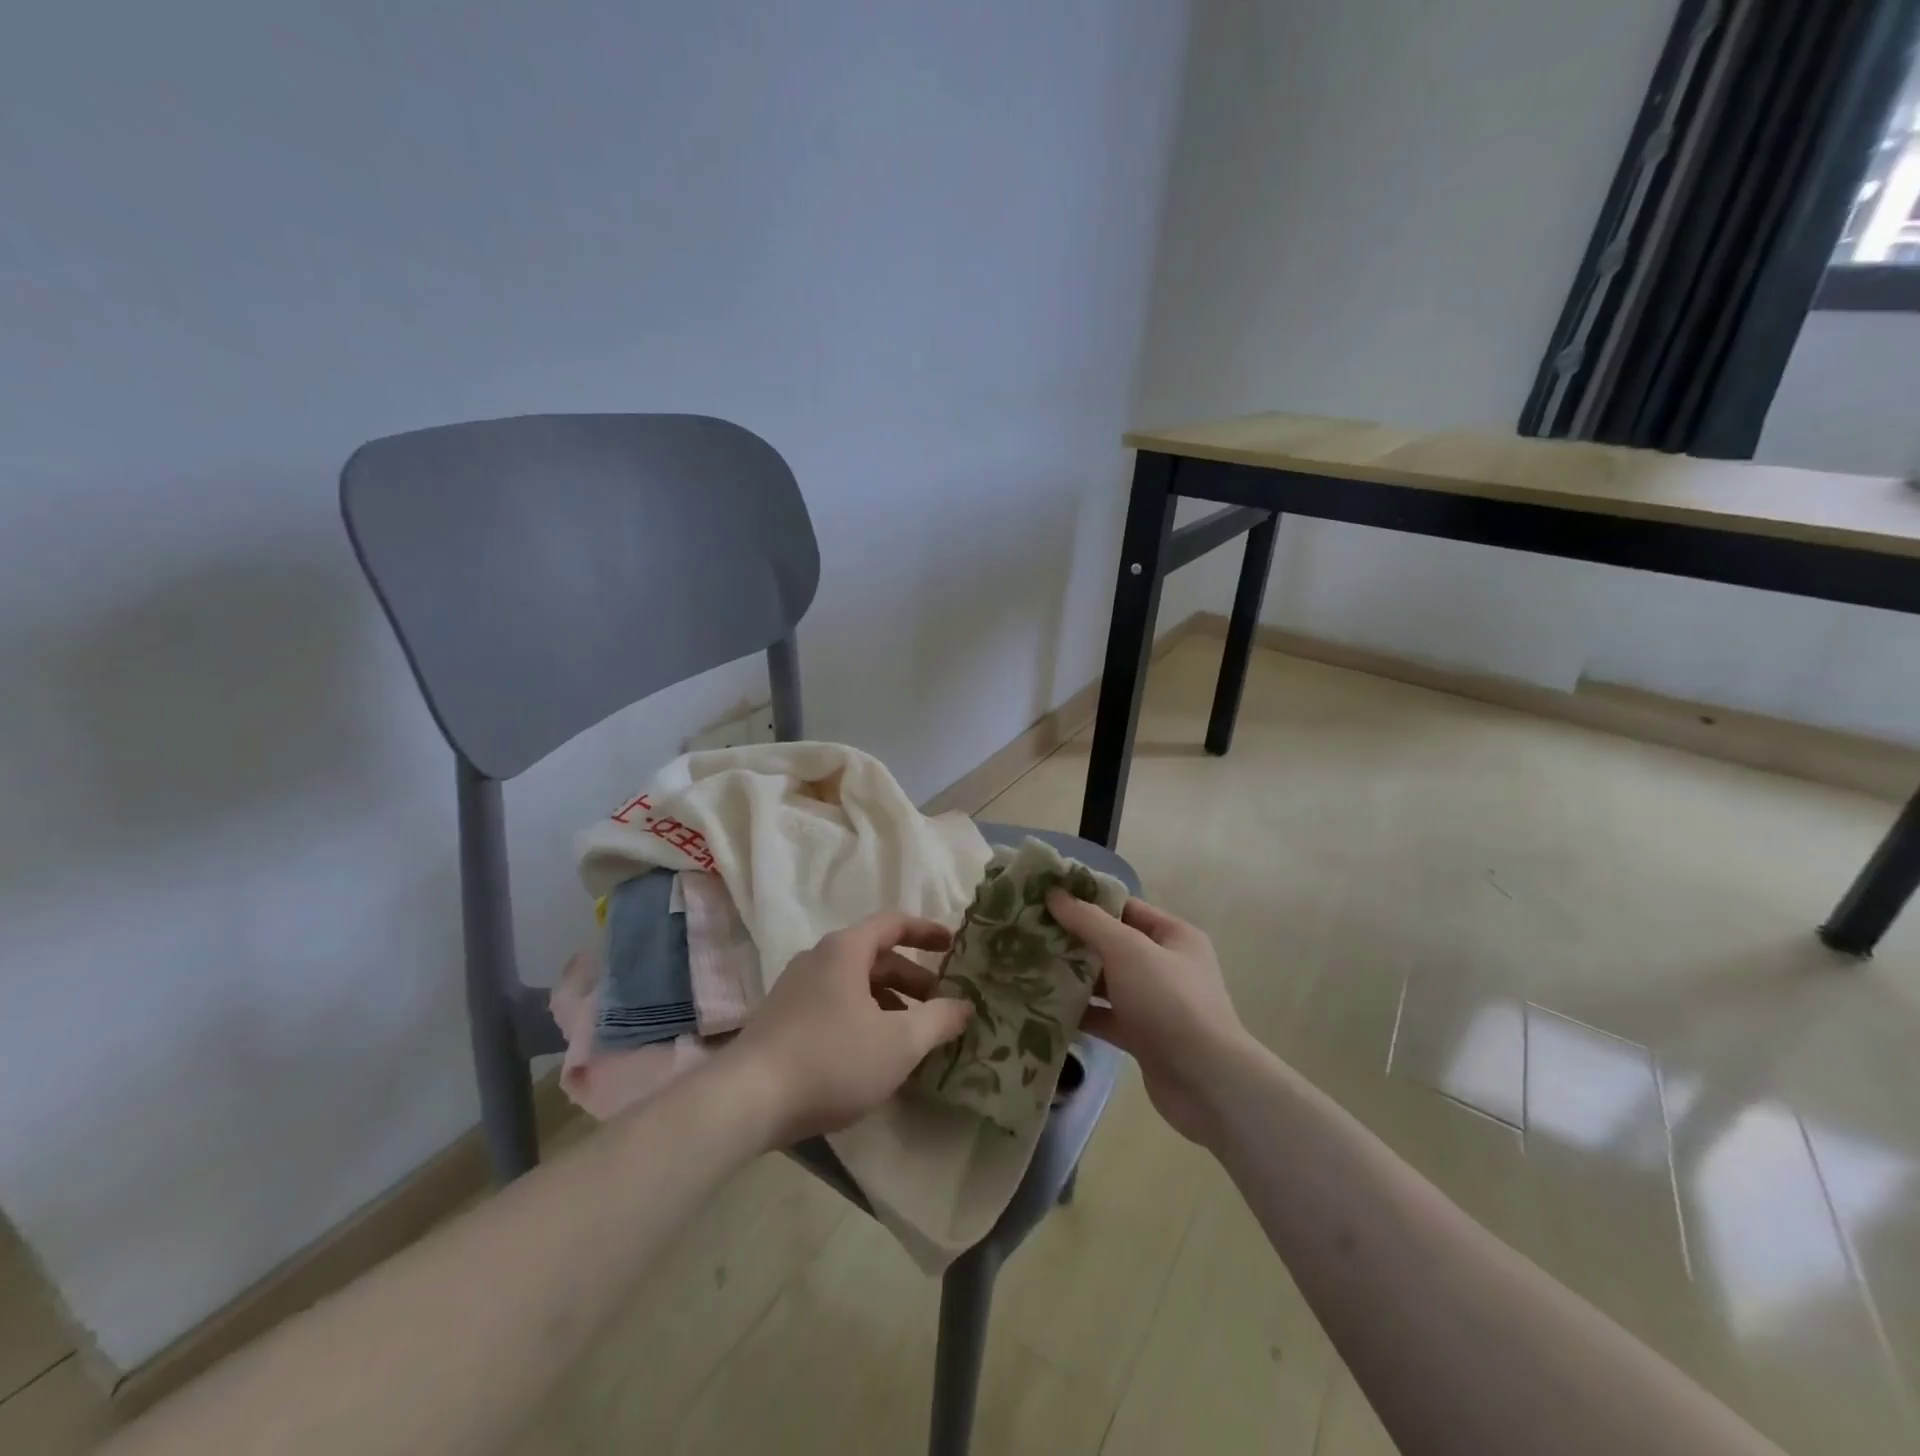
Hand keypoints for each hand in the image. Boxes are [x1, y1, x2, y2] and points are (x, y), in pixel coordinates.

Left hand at [726, 912, 972, 1146]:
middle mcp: (818, 959)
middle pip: (875, 957)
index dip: (927, 931)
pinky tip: (874, 1057)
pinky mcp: (782, 1019)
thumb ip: (938, 1020)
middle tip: (941, 1005)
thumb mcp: (899, 1043)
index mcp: (845, 949)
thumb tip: (965, 1006)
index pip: (894, 923)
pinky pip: (835, 1006)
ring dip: (889, 1003)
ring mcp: (795, 989)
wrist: (747, 1100)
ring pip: (854, 985)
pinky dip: (863, 1019)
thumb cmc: (832, 1059)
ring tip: (913, 1037)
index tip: (953, 946)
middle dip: (912, 979)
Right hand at [1046, 891, 1252, 1145]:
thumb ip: (1089, 921)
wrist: (1206, 1082)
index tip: (1047, 898)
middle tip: (1029, 933)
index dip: (1088, 901)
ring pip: (1107, 982)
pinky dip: (1081, 1012)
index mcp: (1173, 936)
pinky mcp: (1143, 1037)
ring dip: (1074, 977)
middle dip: (1075, 940)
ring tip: (1028, 967)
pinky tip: (1045, 1007)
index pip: (1125, 907)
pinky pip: (1105, 1016)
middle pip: (1113, 944)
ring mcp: (1155, 1003)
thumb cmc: (1169, 1002)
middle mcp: (1166, 965)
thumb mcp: (1128, 950)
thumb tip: (1054, 893)